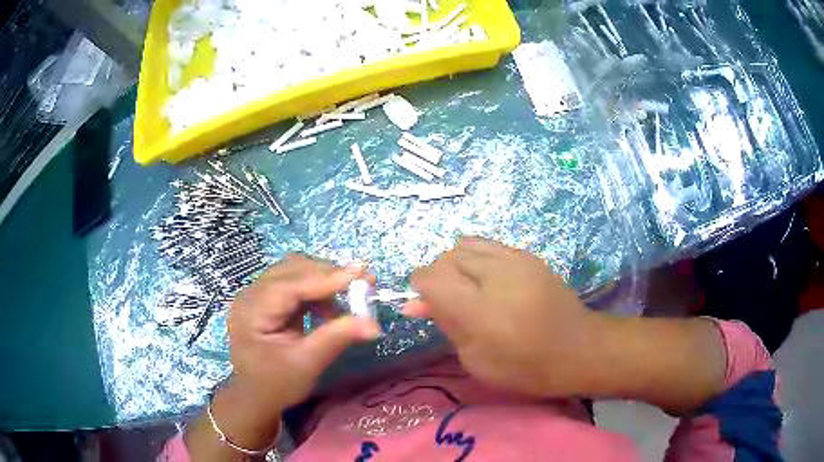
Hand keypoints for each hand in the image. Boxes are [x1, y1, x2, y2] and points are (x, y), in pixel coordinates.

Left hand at [188, 254, 379, 458]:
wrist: (256, 397)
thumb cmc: (276, 385)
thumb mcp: (307, 364)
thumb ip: (337, 337)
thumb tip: (374, 324)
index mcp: (252, 310)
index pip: (291, 284)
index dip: (328, 278)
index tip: (364, 274)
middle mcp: (251, 294)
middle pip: (293, 269)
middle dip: (329, 275)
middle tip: (364, 285)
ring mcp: (258, 295)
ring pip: (296, 272)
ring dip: (324, 282)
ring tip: (349, 301)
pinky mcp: (268, 300)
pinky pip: (296, 284)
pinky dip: (317, 292)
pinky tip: (330, 310)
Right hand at [404, 237, 598, 397]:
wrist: (578, 349)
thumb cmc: (525, 367)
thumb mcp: (476, 360)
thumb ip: (446, 325)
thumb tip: (414, 303)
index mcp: (479, 309)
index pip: (431, 278)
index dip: (419, 288)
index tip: (422, 304)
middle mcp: (494, 275)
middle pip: (446, 258)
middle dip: (437, 276)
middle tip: (447, 302)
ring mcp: (514, 259)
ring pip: (465, 245)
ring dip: (456, 265)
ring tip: (467, 289)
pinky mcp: (528, 255)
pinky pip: (488, 245)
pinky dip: (477, 258)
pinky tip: (487, 279)